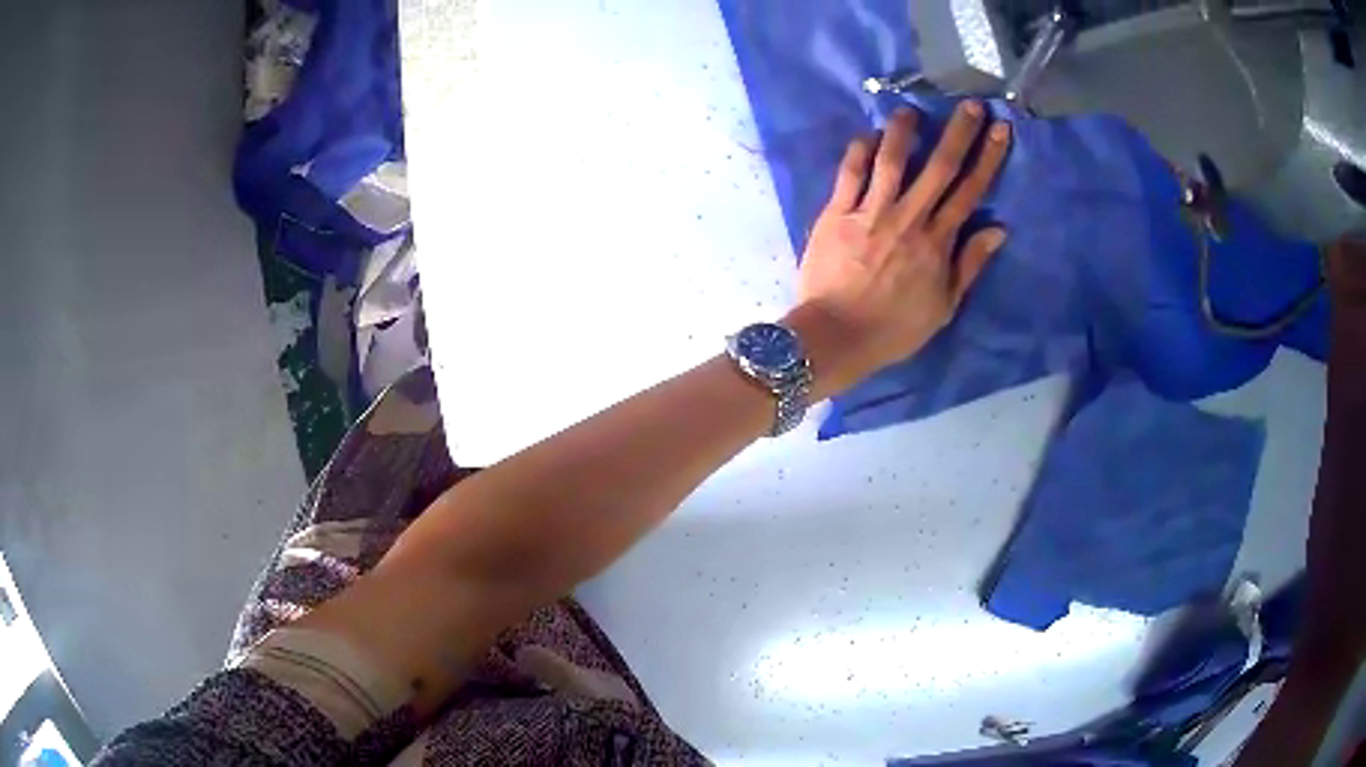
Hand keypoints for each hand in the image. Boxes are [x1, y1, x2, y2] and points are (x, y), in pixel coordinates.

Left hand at [787, 103, 1009, 397]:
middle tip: (970, 103)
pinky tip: (869, 136)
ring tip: (912, 111)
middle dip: (958, 132)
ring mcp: (871, 212)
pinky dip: (859, 151)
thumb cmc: (895, 327)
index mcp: (938, 241)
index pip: (969, 190)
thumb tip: (999, 229)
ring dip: (904, 132)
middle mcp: (909, 218)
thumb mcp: (944, 306)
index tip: (999, 129)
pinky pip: (850, 174)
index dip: (988, 157)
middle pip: (939, 167)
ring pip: (892, 161)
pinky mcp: (836, 213)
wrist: (838, 336)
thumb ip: (970, 264)